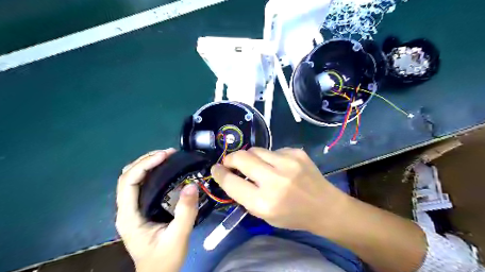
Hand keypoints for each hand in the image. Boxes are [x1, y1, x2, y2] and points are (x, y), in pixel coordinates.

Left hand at [116, 149, 198, 271]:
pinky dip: (151, 172)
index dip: (145, 164)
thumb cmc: (165, 259)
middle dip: (146, 160)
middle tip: (169, 153)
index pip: (128, 181)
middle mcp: (126, 209)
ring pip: (132, 178)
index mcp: (129, 216)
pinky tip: (165, 170)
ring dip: (148, 164)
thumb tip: (191, 184)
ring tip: (168, 157)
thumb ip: (185, 212)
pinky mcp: (140, 208)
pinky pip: (141, 184)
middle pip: (127, 176)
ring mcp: (132, 208)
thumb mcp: (178, 237)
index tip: (165, 156)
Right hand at [211, 148, 346, 232]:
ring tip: (256, 165)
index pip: (231, 182)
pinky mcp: (296, 153)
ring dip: (250, 157)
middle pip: (241, 158)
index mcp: (264, 202)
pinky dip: (270, 157)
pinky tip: (278, 166)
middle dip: (230, 158)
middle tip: (230, 162)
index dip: (219, 174)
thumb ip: (245, 196)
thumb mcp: (264, 215)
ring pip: (256, 150)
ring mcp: (288, 163)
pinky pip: (273, 150)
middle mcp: (275, 180)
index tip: (216, 169)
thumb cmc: (292, 215)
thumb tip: (230, 175)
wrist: (324, 207)